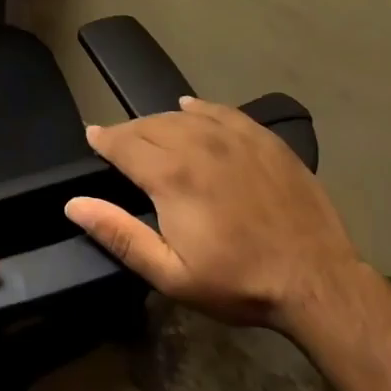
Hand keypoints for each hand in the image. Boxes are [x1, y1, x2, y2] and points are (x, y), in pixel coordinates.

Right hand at [65, 96, 361, 330]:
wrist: (316, 279)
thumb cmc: (238, 281)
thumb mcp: (171, 273)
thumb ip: (119, 234)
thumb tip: (74, 204)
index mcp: (170, 175)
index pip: (123, 143)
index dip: (103, 139)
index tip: (92, 137)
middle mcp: (197, 143)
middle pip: (149, 124)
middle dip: (128, 132)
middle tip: (118, 144)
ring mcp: (233, 137)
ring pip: (182, 116)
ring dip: (159, 122)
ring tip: (150, 133)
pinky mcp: (263, 138)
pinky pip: (221, 111)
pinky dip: (199, 108)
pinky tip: (191, 108)